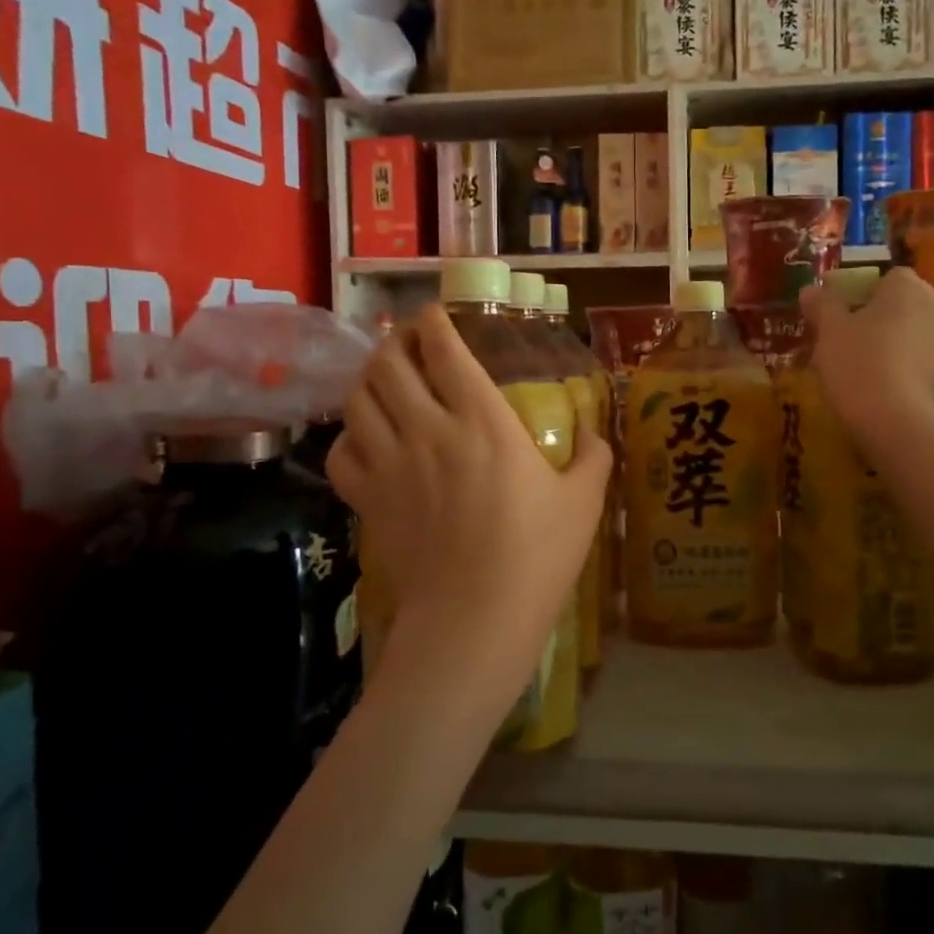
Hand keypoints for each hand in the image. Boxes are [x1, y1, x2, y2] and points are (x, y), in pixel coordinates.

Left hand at [327, 305, 610, 726]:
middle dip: (395, 341)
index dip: (435, 323)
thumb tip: (591, 430)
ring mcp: (391, 463)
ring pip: (358, 399)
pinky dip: (348, 435)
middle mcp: (429, 429)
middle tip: (407, 341)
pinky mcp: (368, 498)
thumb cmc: (536, 556)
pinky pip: (342, 451)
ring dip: (368, 378)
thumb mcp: (584, 501)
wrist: (474, 618)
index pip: (445, 351)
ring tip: (383, 377)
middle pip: (390, 364)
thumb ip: (592, 455)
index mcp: (484, 420)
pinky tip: (365, 438)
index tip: (436, 315)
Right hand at [799, 267, 933, 449]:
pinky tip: (891, 394)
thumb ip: (822, 305)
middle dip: (883, 321)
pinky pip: (931, 366)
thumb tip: (810, 290)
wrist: (899, 423)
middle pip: (907, 306)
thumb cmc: (859, 364)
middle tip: (852, 346)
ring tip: (871, 374)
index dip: (862, 296)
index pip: (886, 279)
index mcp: (908, 287)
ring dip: (901, 347)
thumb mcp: (829, 332)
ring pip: (921, 336)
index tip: (842, 319)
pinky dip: (914, 373)